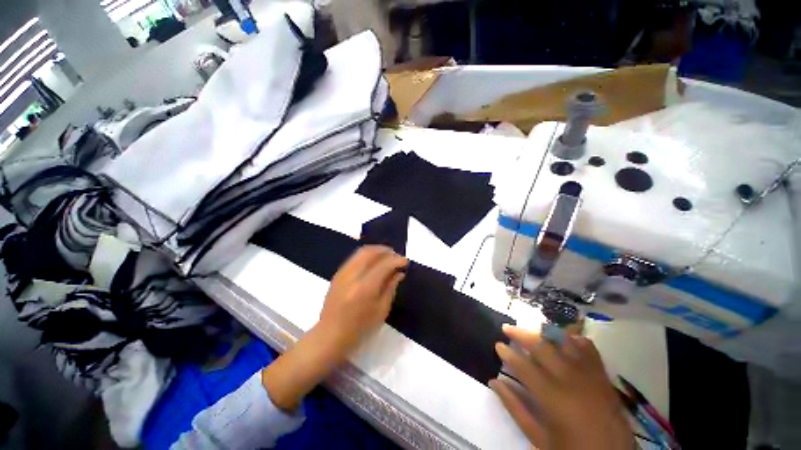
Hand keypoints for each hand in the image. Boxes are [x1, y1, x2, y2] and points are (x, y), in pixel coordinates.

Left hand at [319, 245, 407, 355]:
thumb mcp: (381, 311)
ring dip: (377, 250)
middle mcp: (352, 276)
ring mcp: (342, 273)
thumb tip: (399, 273)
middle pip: (371, 252)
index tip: (405, 262)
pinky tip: (374, 262)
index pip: (384, 265)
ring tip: (387, 257)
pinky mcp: (338, 274)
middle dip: (386, 250)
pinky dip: (367, 255)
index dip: (397, 260)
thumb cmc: (359, 329)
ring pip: (361, 251)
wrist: (330, 336)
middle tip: (396, 256)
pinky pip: (355, 257)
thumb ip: (391, 288)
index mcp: (365, 288)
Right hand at [491, 325, 634, 449]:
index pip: (523, 366)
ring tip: (530, 330)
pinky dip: (572, 338)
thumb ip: (515, 408)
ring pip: (563, 341)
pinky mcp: (602, 375)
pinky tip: (561, 337)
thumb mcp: (539, 438)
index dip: (508, 353)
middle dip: (521, 334)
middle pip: (541, 346)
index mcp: (553, 398)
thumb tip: (494, 382)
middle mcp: (570, 379)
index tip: (498, 345)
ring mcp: (588, 374)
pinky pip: (587, 347)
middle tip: (507, 329)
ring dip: (543, 332)